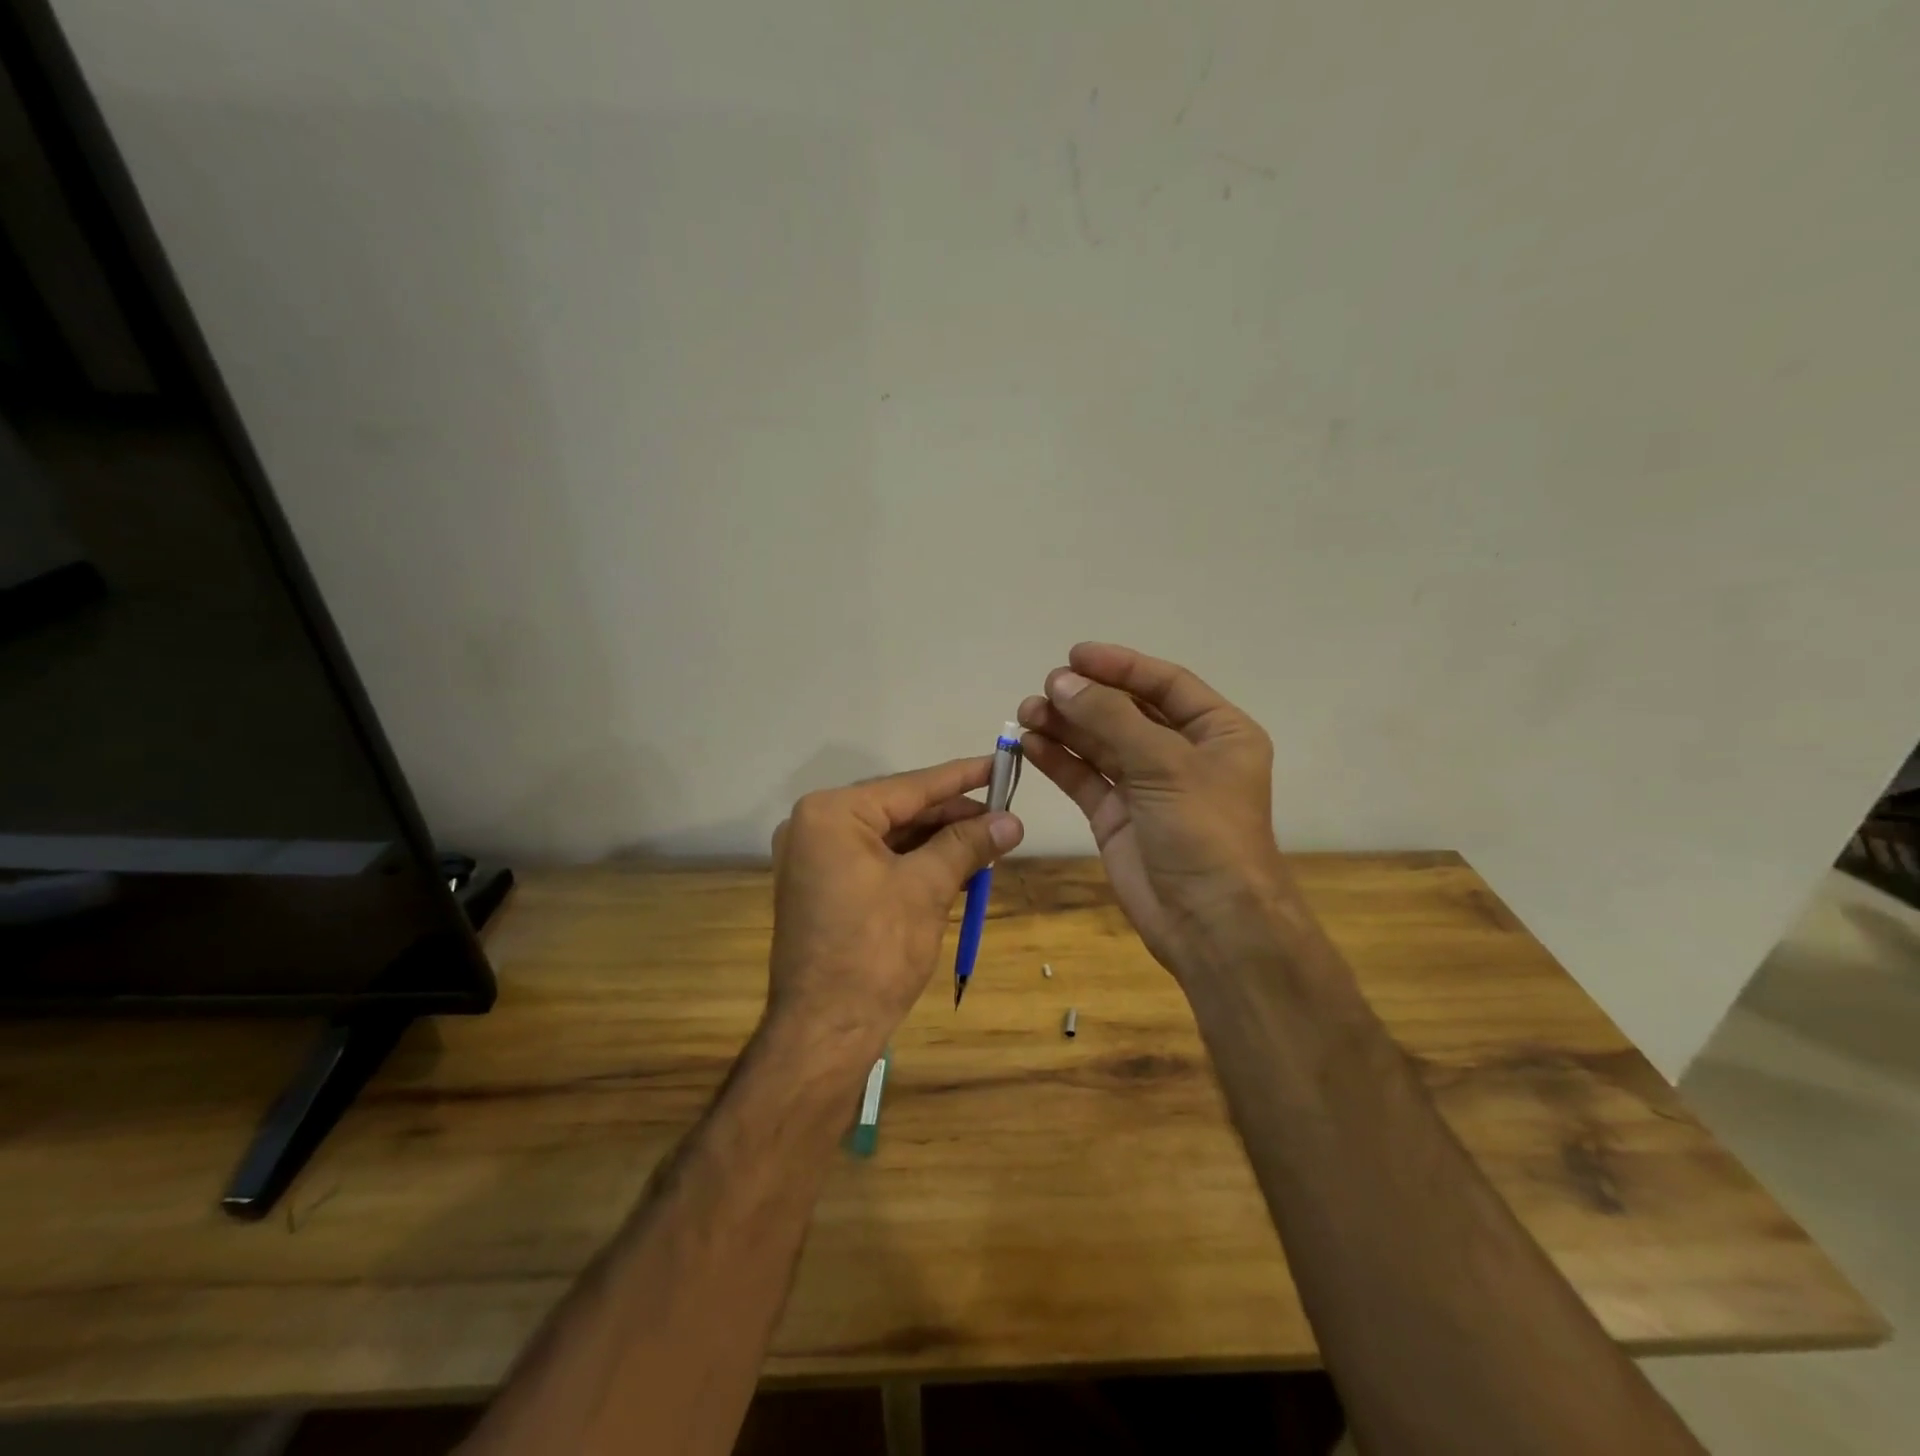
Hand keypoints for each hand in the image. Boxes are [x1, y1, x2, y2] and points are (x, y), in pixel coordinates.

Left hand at [766, 757, 1023, 1062]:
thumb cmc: (875, 950)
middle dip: (952, 818)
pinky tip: (956, 867)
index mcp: (831, 814)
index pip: (910, 787)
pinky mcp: (822, 887)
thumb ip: (968, 845)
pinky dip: (915, 864)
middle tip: (1003, 818)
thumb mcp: (927, 888)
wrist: (824, 1031)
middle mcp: (815, 826)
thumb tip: (1013, 821)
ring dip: (938, 843)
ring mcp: (814, 859)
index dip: (961, 777)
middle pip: (899, 811)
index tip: (999, 764)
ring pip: (891, 838)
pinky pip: (876, 861)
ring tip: (988, 843)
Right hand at [1018, 643, 1291, 980]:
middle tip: (1043, 689)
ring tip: (1027, 712)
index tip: (1074, 655)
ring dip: (1065, 726)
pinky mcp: (1117, 817)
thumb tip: (1060, 681)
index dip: (1120, 666)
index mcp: (1217, 732)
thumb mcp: (1164, 763)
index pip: (1165, 684)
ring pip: (1100, 744)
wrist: (1209, 921)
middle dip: (1085, 698)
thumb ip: (1110, 717)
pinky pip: (1085, 778)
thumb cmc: (1203, 829)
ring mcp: (1147, 787)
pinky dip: (1059, 760)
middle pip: (1127, 712)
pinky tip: (1030, 744)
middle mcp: (1183, 754)